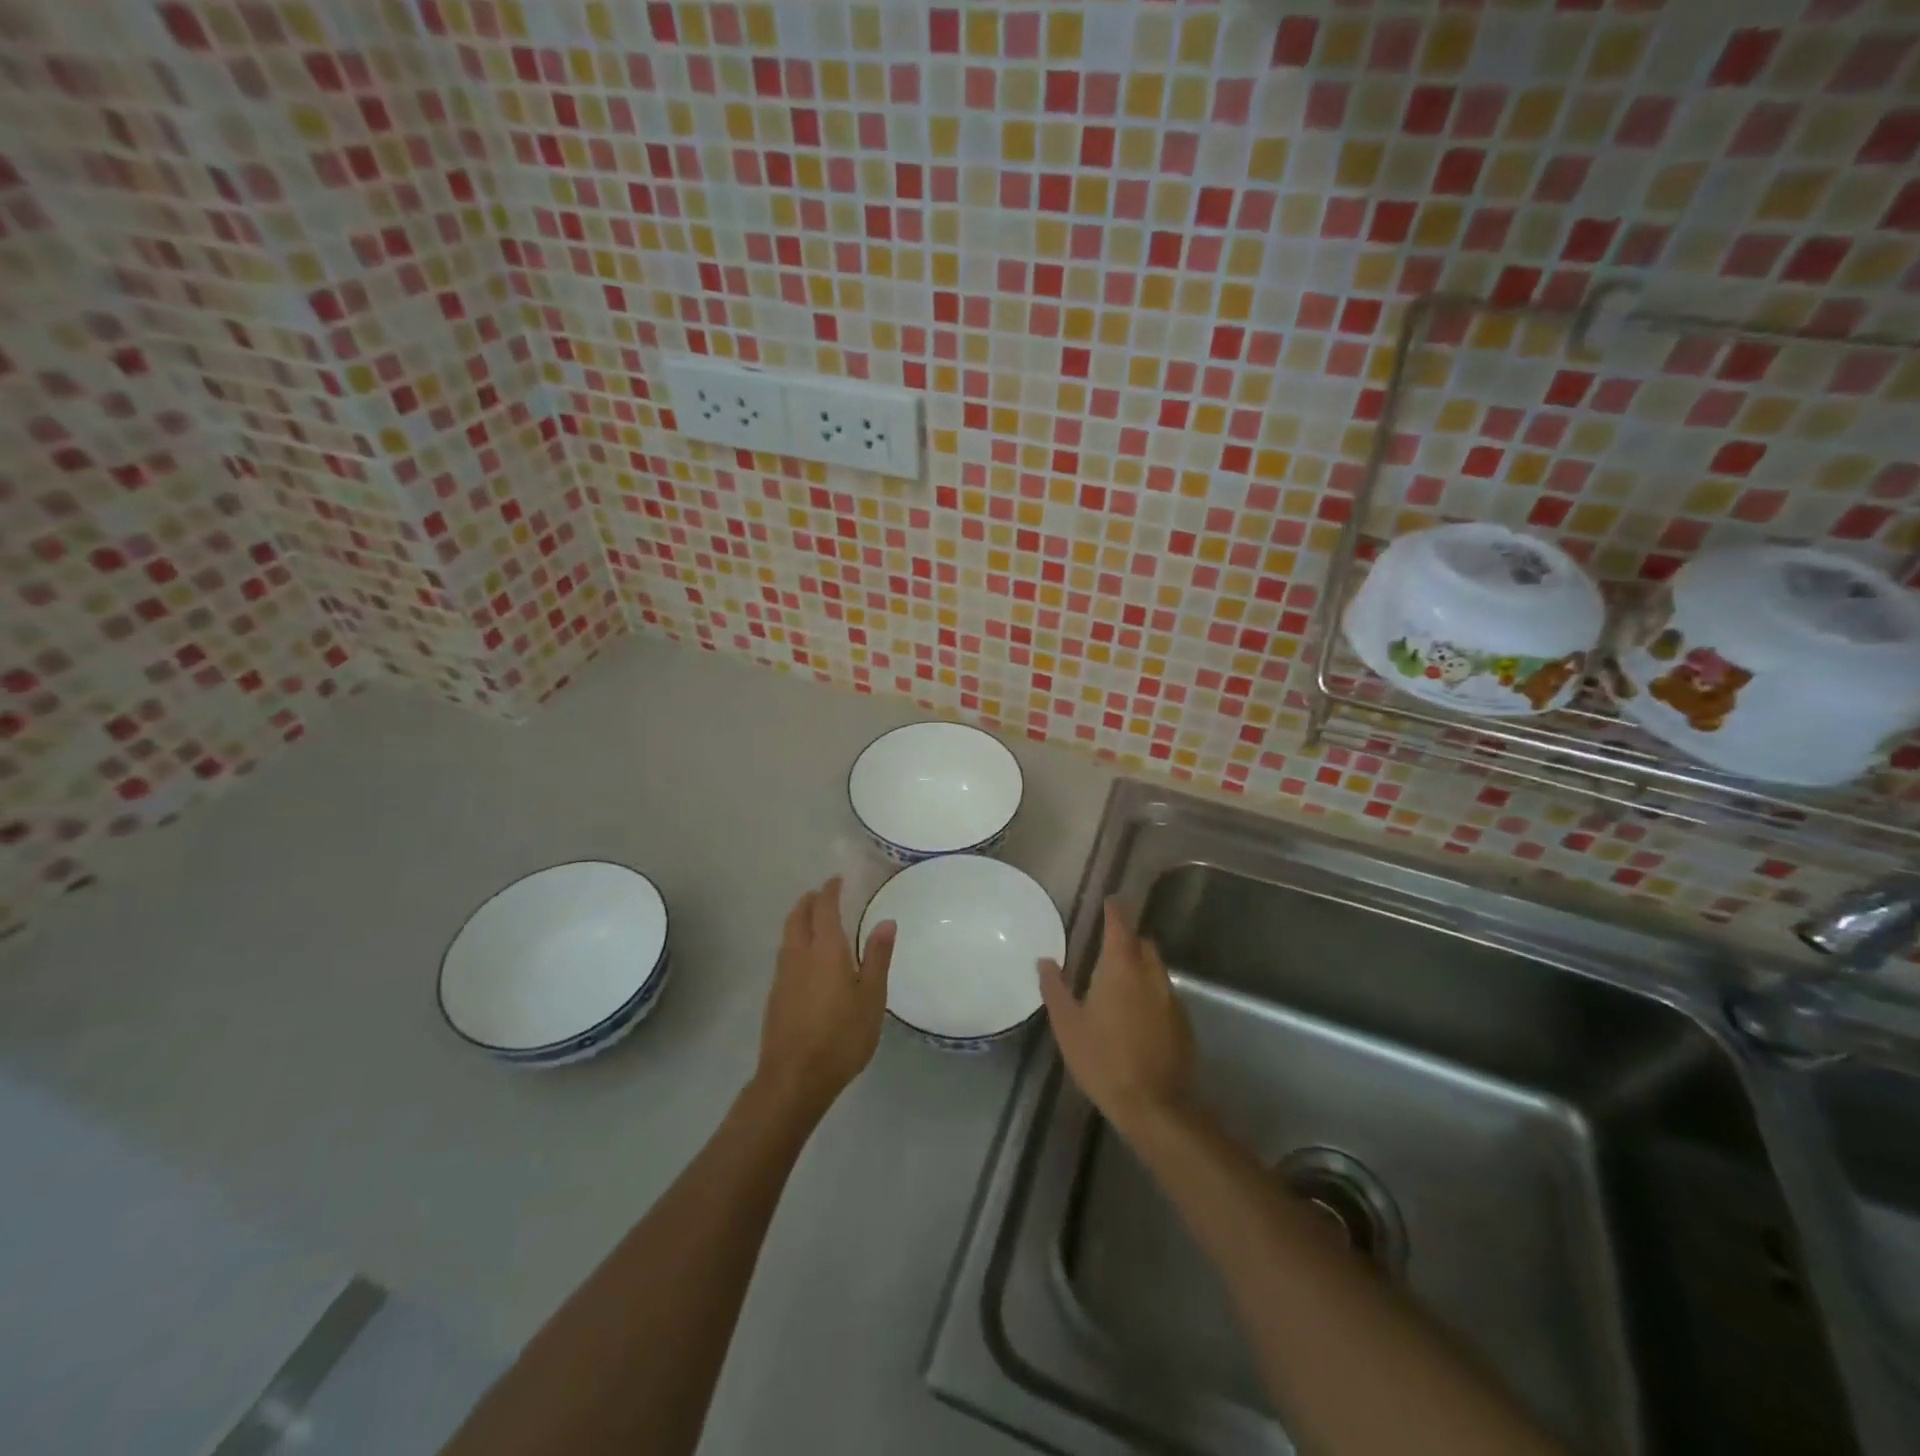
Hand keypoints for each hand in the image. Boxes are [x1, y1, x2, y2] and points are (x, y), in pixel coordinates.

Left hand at [756, 876, 896, 1119]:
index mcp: (825, 950)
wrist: (794, 1079)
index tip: (838, 880)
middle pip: (798, 916)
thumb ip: (878, 957)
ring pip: (787, 935)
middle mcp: (799, 955)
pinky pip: (784, 954)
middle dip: (809, 901)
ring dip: (799, 920)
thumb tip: (886, 921)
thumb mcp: (872, 998)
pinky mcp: (775, 996)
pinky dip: (795, 942)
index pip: (824, 908)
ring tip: (814, 921)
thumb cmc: (841, 1037)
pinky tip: (806, 959)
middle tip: (823, 895)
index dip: (830, 891)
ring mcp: (782, 976)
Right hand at [1039, 898, 1195, 1139]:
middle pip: (1143, 943)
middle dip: (1128, 938)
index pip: (1120, 925)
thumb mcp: (1068, 1025)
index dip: (1115, 910)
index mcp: (1121, 968)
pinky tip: (1136, 1014)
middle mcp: (1150, 974)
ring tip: (1119, 980)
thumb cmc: (1103, 1060)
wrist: (1155, 1106)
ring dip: (1140, 965)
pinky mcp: (1183, 1022)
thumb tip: (1045, 960)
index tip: (1110, 900)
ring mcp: (1171, 998)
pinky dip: (1150, 991)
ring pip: (1155, 968)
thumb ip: (1055, 988)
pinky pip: (1164, 993)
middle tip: (1108, 945)